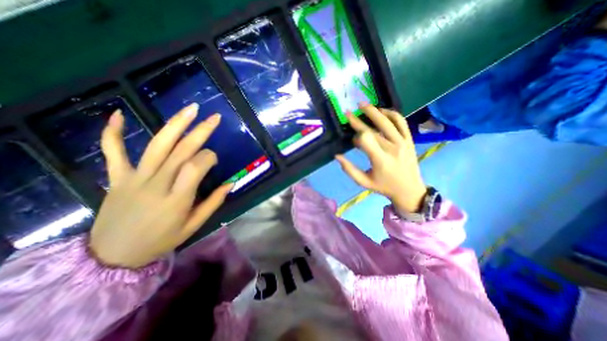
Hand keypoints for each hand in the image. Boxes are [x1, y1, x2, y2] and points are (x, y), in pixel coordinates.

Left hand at [89, 104, 231, 268]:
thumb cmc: (161, 240)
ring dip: (175, 124)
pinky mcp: (117, 177)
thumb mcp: (194, 226)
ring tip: (190, 109)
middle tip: (214, 117)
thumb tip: (231, 183)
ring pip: (157, 145)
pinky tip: (119, 114)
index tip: (214, 159)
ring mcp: (135, 178)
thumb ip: (214, 203)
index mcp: (178, 198)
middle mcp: (157, 183)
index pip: (197, 166)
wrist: (113, 256)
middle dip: (201, 131)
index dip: (209, 158)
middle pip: (181, 150)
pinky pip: (113, 152)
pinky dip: (114, 132)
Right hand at [337, 103, 425, 212]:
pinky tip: (383, 110)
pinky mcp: (409, 140)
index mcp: (380, 160)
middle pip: (373, 129)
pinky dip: (392, 114)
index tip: (352, 138)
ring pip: (388, 121)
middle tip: (348, 112)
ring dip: (374, 111)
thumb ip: (349, 169)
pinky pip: (401, 122)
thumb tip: (337, 155)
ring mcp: (403, 142)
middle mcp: (392, 148)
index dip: (356, 135)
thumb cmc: (384, 186)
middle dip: (358, 120)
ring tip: (363, 104)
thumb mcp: (363, 182)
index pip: (366, 139)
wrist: (409, 190)